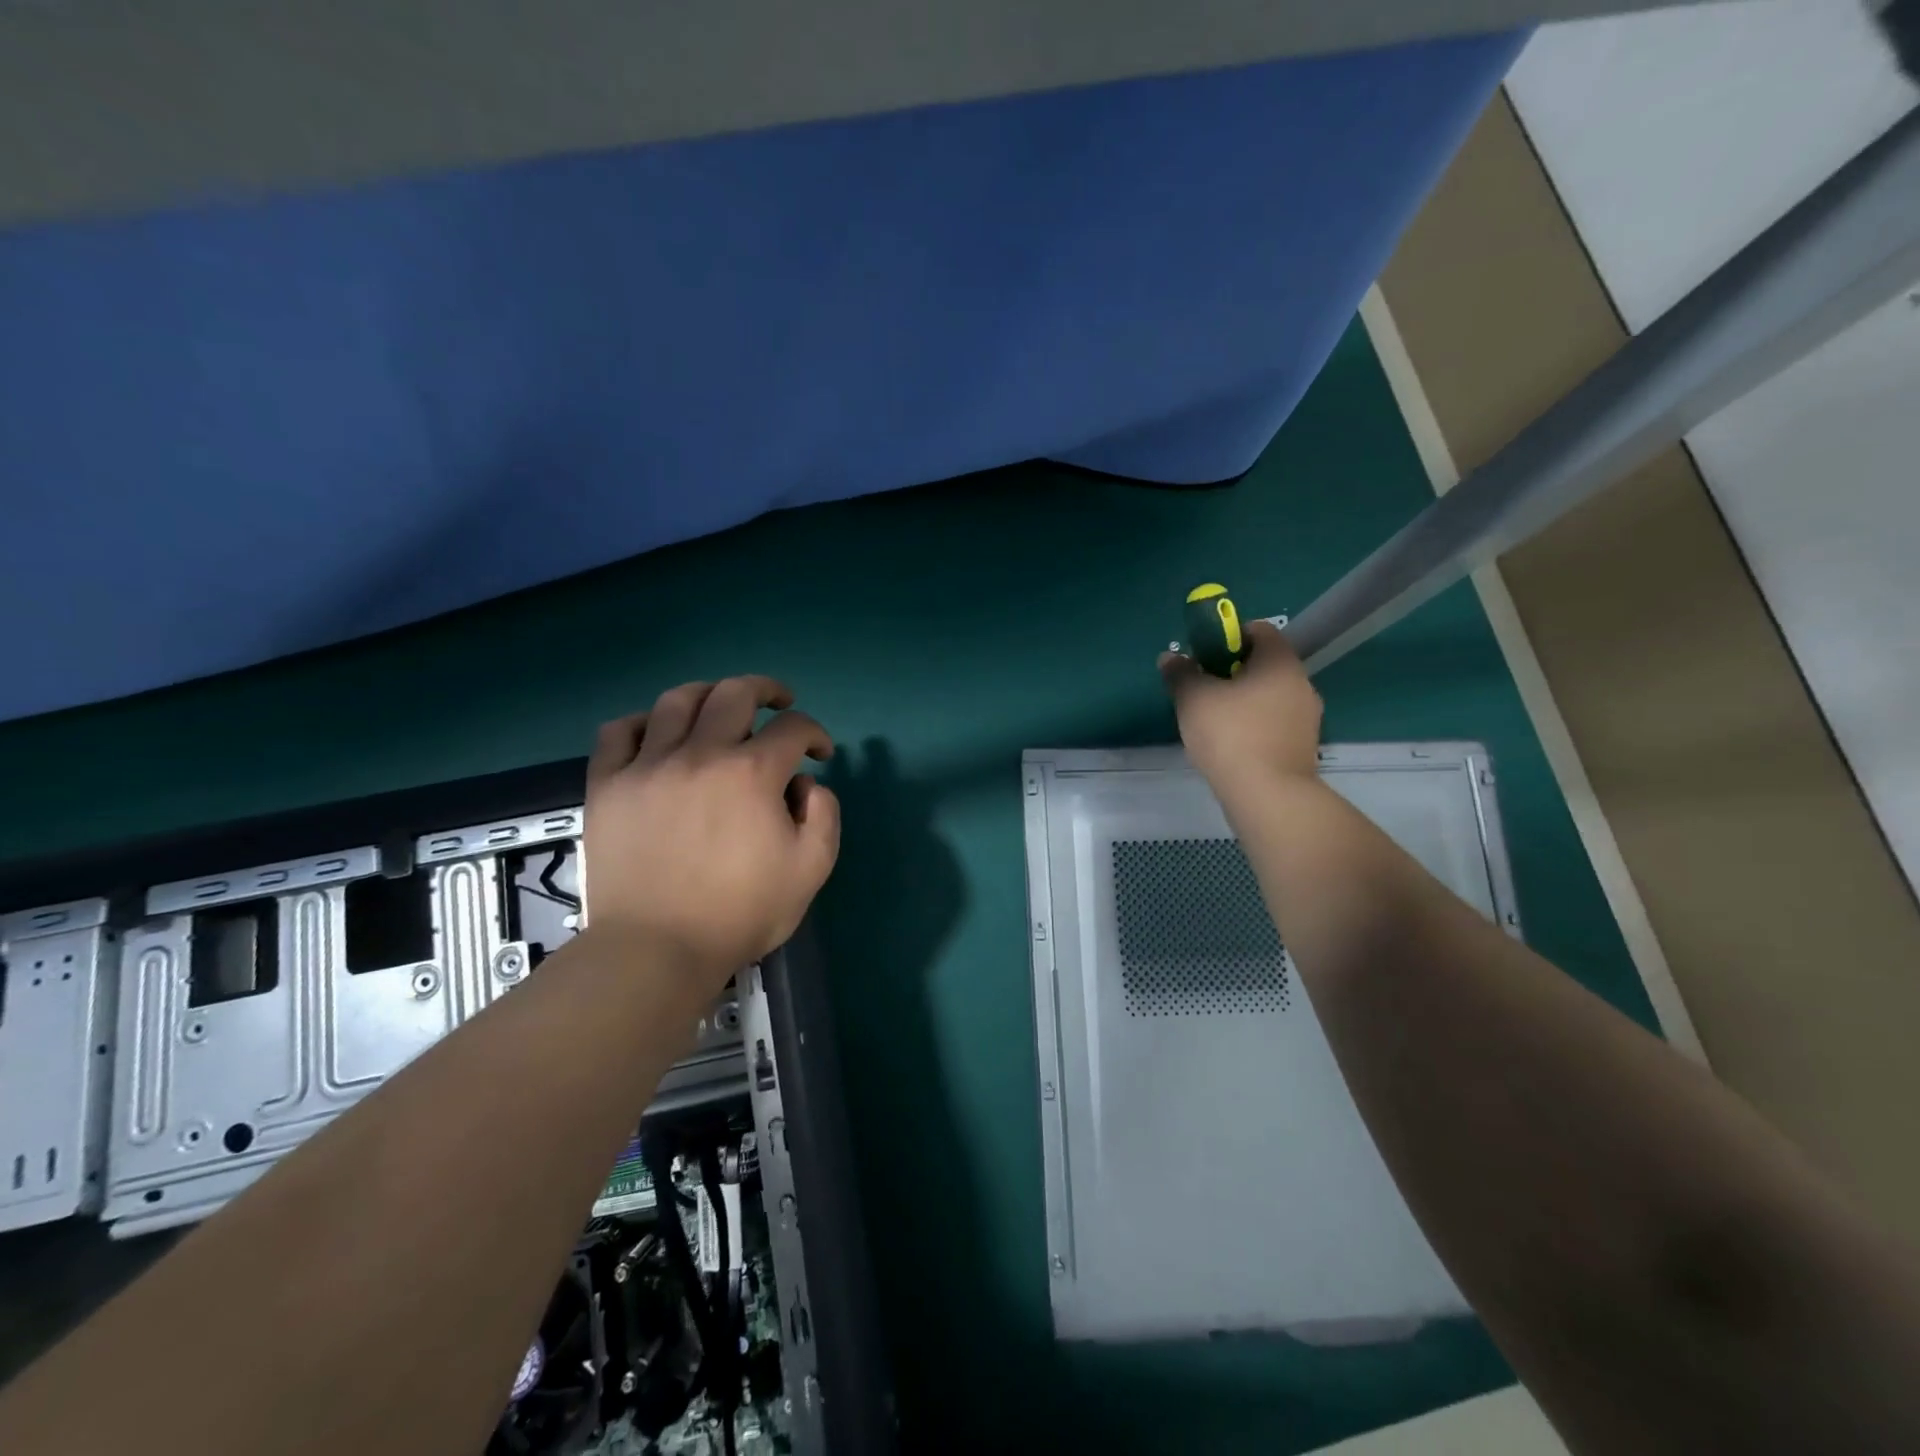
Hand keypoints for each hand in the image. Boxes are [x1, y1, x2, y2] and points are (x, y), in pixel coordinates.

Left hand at [583, 676, 839, 987]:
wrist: (656, 949)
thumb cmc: (739, 913)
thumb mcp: (810, 869)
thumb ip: (823, 815)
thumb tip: (805, 783)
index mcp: (752, 773)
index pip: (794, 728)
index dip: (815, 734)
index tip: (819, 753)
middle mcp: (701, 754)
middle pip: (735, 693)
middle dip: (767, 690)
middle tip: (779, 703)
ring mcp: (648, 765)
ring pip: (677, 700)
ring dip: (708, 693)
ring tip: (719, 706)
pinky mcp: (608, 784)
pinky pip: (618, 731)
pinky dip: (641, 722)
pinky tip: (656, 733)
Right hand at [1159, 620, 1322, 791]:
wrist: (1268, 795)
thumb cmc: (1231, 734)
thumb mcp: (1193, 699)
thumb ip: (1181, 674)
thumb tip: (1170, 657)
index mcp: (1280, 662)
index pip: (1260, 630)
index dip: (1230, 636)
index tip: (1205, 655)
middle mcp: (1302, 683)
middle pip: (1265, 664)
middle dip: (1234, 671)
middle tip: (1203, 688)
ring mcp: (1307, 717)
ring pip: (1270, 696)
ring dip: (1245, 701)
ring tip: (1214, 721)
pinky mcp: (1303, 746)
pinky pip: (1275, 723)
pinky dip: (1254, 726)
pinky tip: (1231, 745)